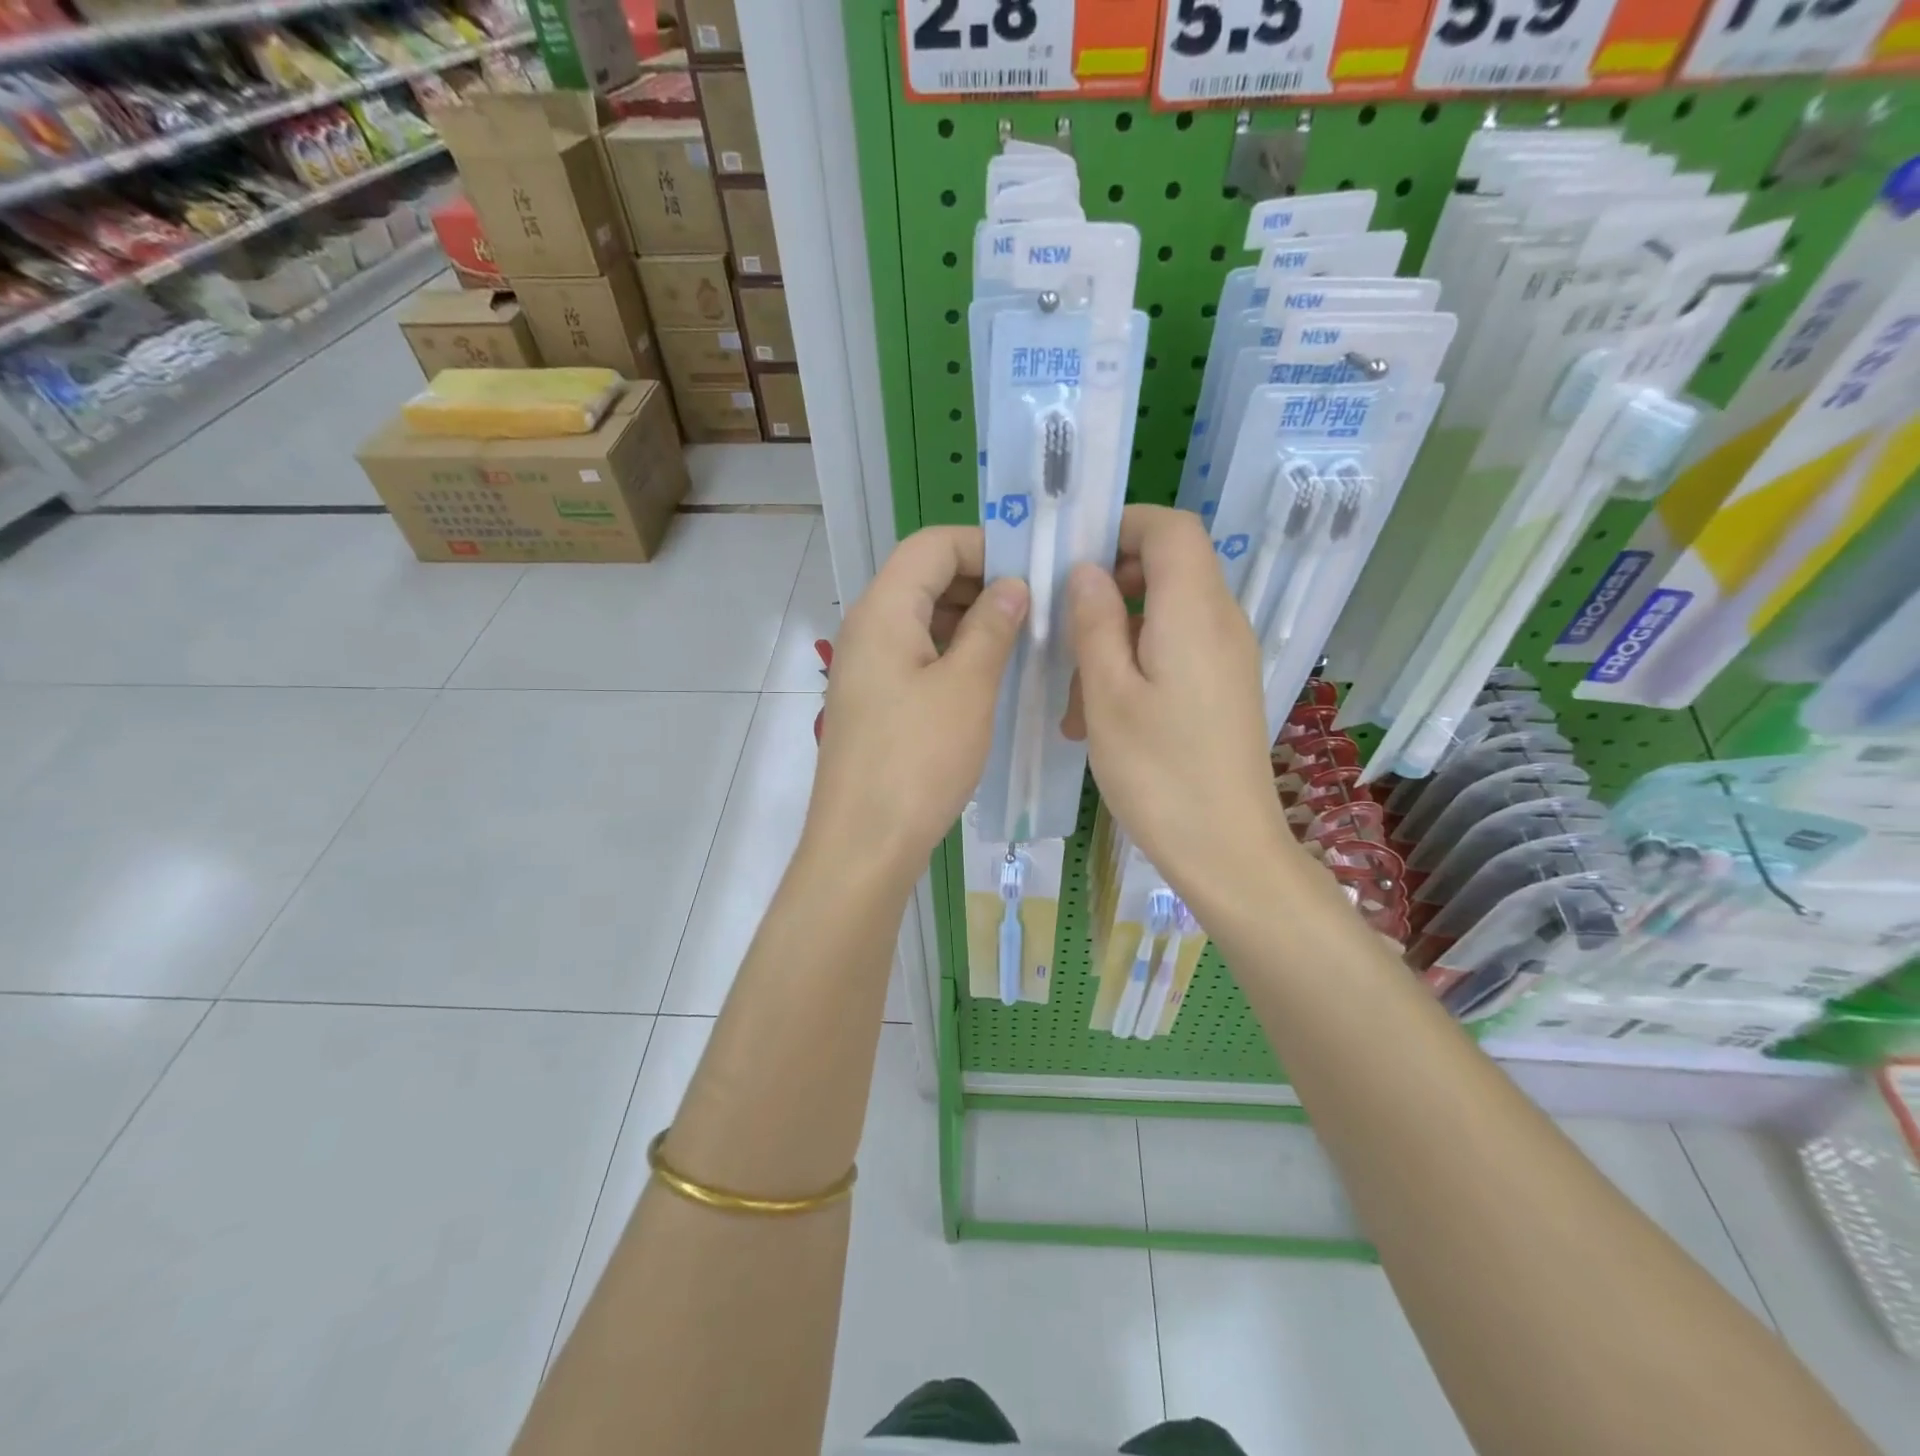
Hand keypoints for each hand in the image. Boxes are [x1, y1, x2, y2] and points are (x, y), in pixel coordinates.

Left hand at [808, 526, 1027, 882]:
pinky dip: (954, 653)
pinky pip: (917, 656)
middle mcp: (867, 628)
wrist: (864, 843)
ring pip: (923, 620)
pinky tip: (990, 676)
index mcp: (884, 611)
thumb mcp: (967, 687)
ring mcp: (867, 667)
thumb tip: (1012, 586)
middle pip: (925, 578)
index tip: (1032, 569)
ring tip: (1023, 641)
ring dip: (971, 621)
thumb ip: (992, 627)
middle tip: (1037, 606)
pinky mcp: (875, 701)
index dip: (984, 545)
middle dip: (981, 582)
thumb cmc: (918, 760)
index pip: (932, 544)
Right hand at [1068, 506, 1299, 915]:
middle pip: (1169, 569)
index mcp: (1194, 612)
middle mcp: (1222, 622)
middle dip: (1111, 589)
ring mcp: (1228, 657)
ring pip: (1166, 616)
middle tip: (1065, 631)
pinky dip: (1137, 666)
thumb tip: (1088, 570)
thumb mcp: (1107, 694)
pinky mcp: (1225, 688)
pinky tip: (1104, 717)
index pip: (1172, 528)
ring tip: (1076, 699)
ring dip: (1116, 639)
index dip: (1123, 526)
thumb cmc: (1158, 772)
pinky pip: (1178, 651)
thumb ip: (1095, 622)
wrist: (1226, 849)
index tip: (1074, 557)